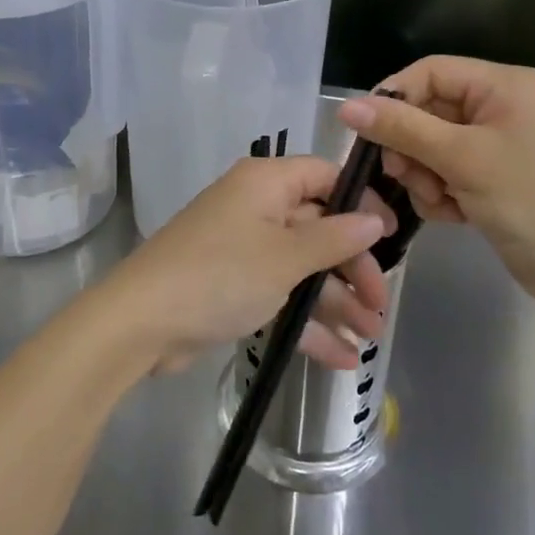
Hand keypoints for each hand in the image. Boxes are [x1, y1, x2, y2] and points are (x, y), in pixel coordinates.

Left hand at [99, 156, 392, 374]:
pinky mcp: (232, 285)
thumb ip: (334, 238)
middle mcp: (255, 207)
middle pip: (317, 227)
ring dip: (335, 301)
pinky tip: (340, 358)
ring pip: (301, 267)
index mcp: (266, 183)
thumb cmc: (221, 274)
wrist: (143, 321)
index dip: (360, 203)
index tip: (391, 238)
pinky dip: (307, 322)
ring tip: (370, 338)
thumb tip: (373, 218)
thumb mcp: (286, 257)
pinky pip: (280, 295)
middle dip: (352, 267)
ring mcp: (243, 248)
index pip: (324, 176)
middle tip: (380, 307)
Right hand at [338, 57, 534, 306]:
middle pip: (427, 111)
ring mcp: (496, 144)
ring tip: (437, 200)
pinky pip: (446, 171)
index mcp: (503, 85)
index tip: (366, 131)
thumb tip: (346, 107)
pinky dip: (440, 192)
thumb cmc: (529, 200)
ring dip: (423, 175)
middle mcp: (500, 106)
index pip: (430, 72)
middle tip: (401, 175)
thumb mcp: (460, 158)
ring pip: (431, 145)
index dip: (394, 97)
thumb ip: (402, 128)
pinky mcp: (492, 177)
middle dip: (411, 147)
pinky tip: (452, 215)